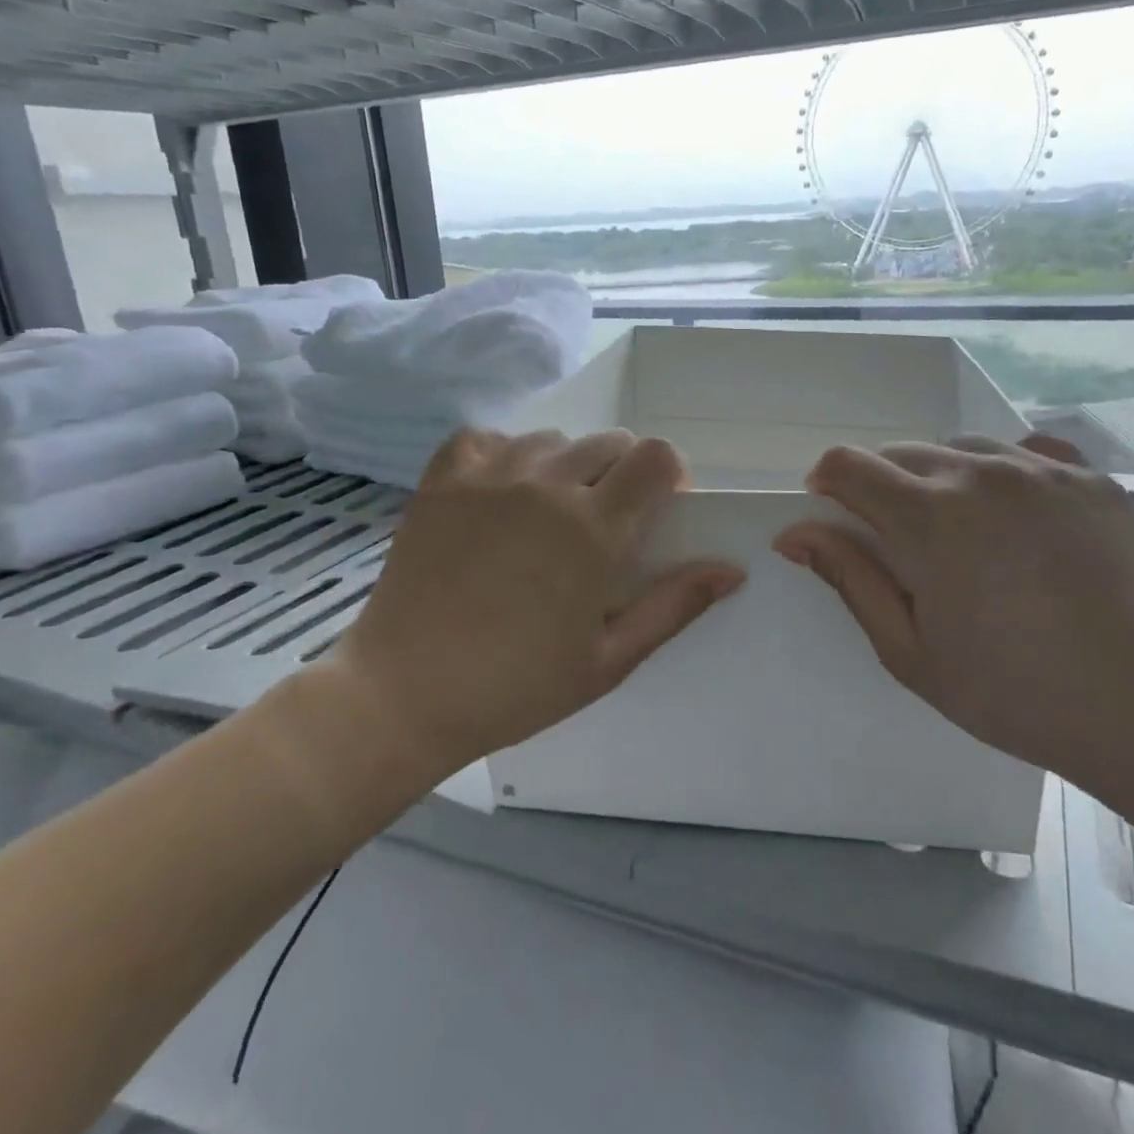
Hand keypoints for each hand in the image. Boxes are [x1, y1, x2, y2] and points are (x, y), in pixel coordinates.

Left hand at [317, 429, 743, 777]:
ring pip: (554, 439)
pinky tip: (501, 493)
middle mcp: (546, 485)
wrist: (402, 694)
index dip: (670, 475)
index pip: (657, 457)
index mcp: (593, 528)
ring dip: (567, 467)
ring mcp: (489, 476)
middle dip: (624, 475)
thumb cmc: (515, 687)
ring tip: (548, 515)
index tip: (661, 509)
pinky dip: (505, 455)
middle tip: (604, 526)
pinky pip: (488, 438)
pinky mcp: (442, 479)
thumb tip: (731, 569)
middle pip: (611, 441)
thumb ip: (674, 606)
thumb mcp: (608, 659)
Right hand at [773, 434, 1133, 794]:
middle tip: (903, 545)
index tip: (835, 517)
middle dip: (882, 485)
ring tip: (966, 536)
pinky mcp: (1091, 479)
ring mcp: (1043, 471)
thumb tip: (794, 532)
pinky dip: (1002, 478)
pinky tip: (1019, 524)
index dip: (827, 484)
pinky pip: (1025, 455)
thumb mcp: (909, 650)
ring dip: (942, 479)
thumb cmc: (1012, 692)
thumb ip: (849, 579)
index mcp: (928, 517)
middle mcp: (981, 473)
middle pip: (901, 452)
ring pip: (962, 449)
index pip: (847, 465)